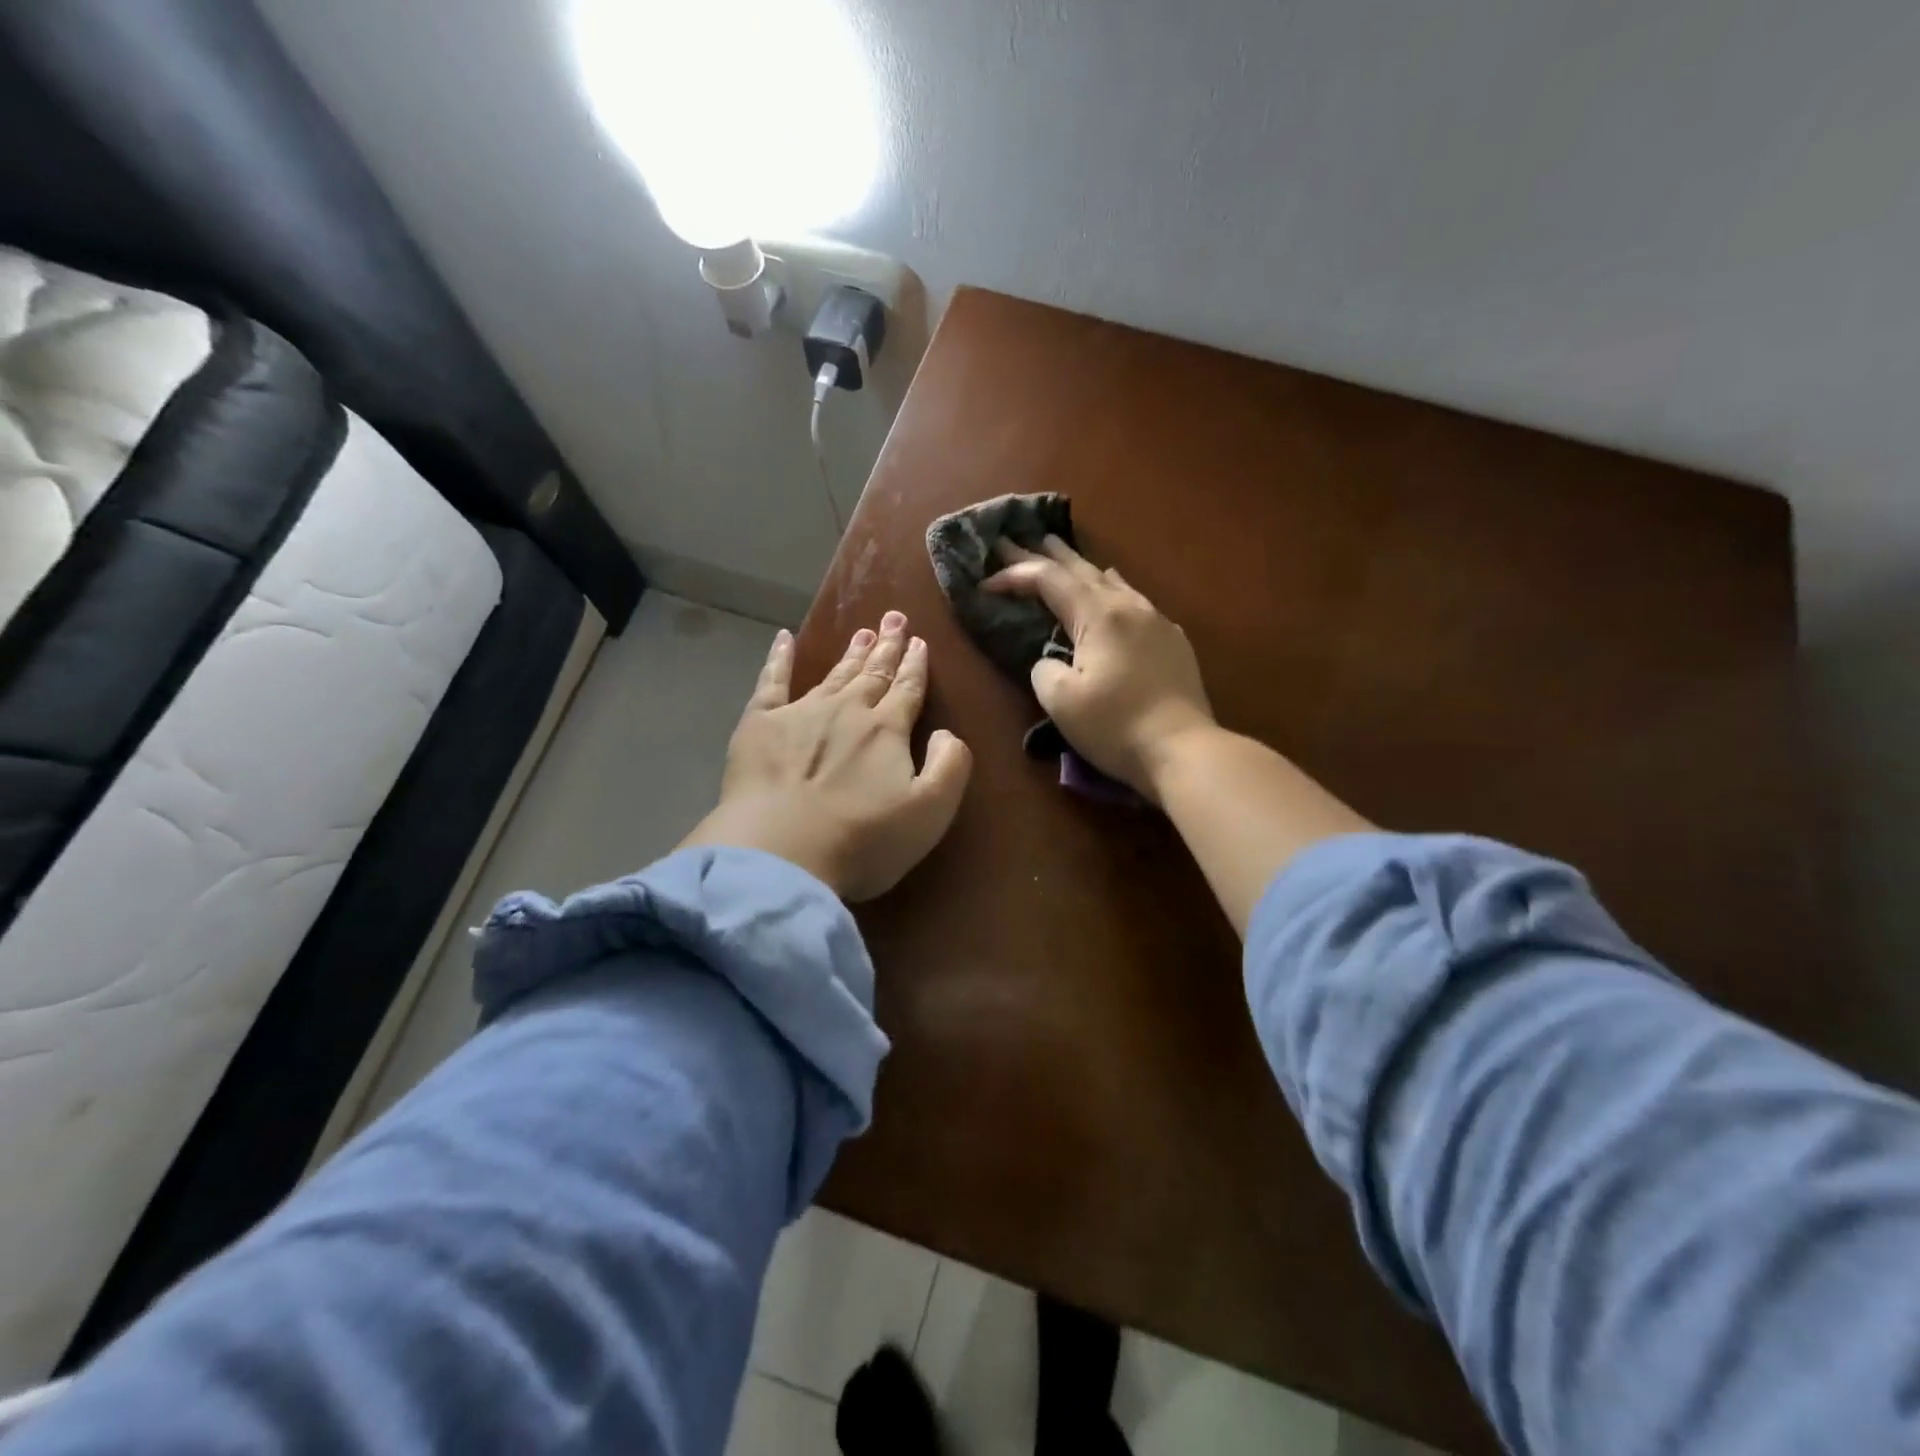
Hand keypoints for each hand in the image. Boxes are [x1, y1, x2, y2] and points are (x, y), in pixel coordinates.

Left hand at [681, 613, 972, 900]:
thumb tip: (946, 732)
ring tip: (862, 630)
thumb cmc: (862, 839)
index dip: (916, 666)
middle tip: (894, 618)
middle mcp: (847, 710)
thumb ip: (950, 766)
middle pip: (873, 673)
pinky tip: (784, 638)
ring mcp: (800, 713)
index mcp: (887, 729)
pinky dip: (778, 658)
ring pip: (834, 674)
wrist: (781, 852)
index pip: (907, 689)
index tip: (920, 643)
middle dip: (887, 646)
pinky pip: (771, 681)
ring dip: (851, 653)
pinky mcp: (759, 724)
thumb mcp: (930, 811)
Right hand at [983, 536, 1215, 800]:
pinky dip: (1110, 589)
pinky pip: (1134, 600)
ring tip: (1061, 554)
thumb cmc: (1116, 726)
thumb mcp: (1061, 701)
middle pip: (1081, 569)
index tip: (985, 582)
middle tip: (1015, 540)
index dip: (1014, 575)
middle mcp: (1129, 606)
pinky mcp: (1172, 641)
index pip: (1048, 580)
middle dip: (1044, 554)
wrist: (1184, 750)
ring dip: (1080, 566)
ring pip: (1112, 580)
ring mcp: (1156, 621)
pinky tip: (1112, 590)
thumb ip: (1044, 669)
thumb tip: (1052, 659)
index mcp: (1099, 615)